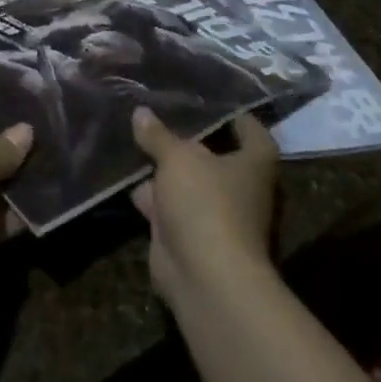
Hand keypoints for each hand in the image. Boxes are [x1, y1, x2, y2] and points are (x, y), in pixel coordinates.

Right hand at [130, 107, 279, 310]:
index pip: (254, 135)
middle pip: (216, 158)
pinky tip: (125, 176)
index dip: (240, 119)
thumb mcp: (177, 157)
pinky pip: (167, 206)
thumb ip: (158, 135)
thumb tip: (141, 112)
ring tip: (136, 139)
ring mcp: (214, 216)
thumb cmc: (205, 204)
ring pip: (187, 183)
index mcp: (252, 166)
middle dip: (190, 142)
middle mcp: (239, 190)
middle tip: (162, 116)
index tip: (218, 105)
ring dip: (165, 169)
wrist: (204, 276)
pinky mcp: (188, 236)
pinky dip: (149, 195)